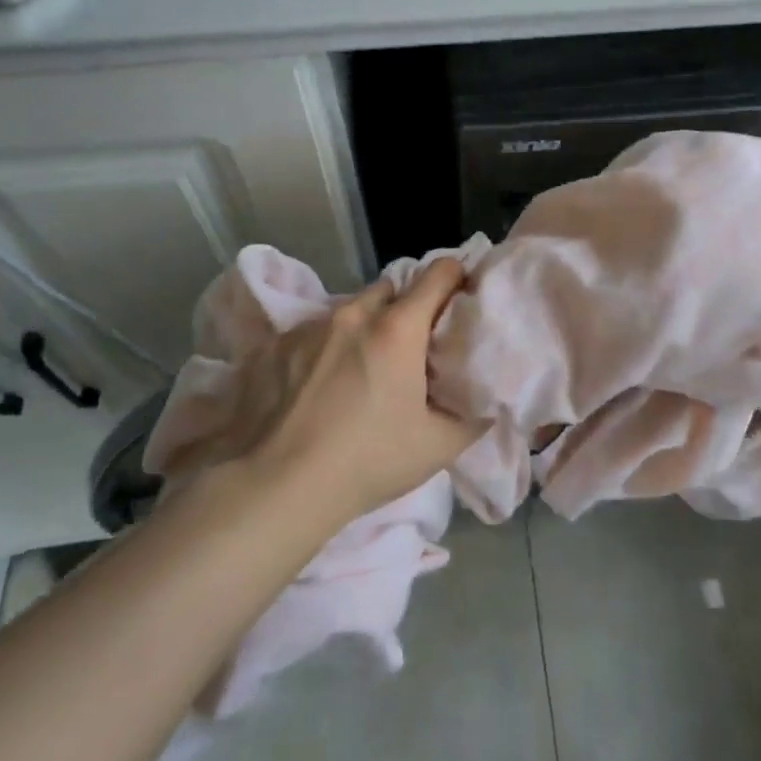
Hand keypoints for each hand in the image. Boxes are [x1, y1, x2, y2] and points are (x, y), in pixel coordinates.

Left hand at [182, 257, 484, 519]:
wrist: (277, 487)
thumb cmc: (368, 461)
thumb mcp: (439, 446)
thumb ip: (473, 416)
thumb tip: (488, 401)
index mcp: (397, 328)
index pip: (439, 273)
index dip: (456, 279)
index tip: (460, 300)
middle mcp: (352, 314)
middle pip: (390, 289)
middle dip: (405, 310)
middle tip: (410, 349)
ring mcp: (307, 328)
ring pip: (347, 311)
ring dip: (361, 329)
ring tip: (358, 371)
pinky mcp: (272, 347)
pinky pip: (310, 334)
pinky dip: (323, 350)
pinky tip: (316, 388)